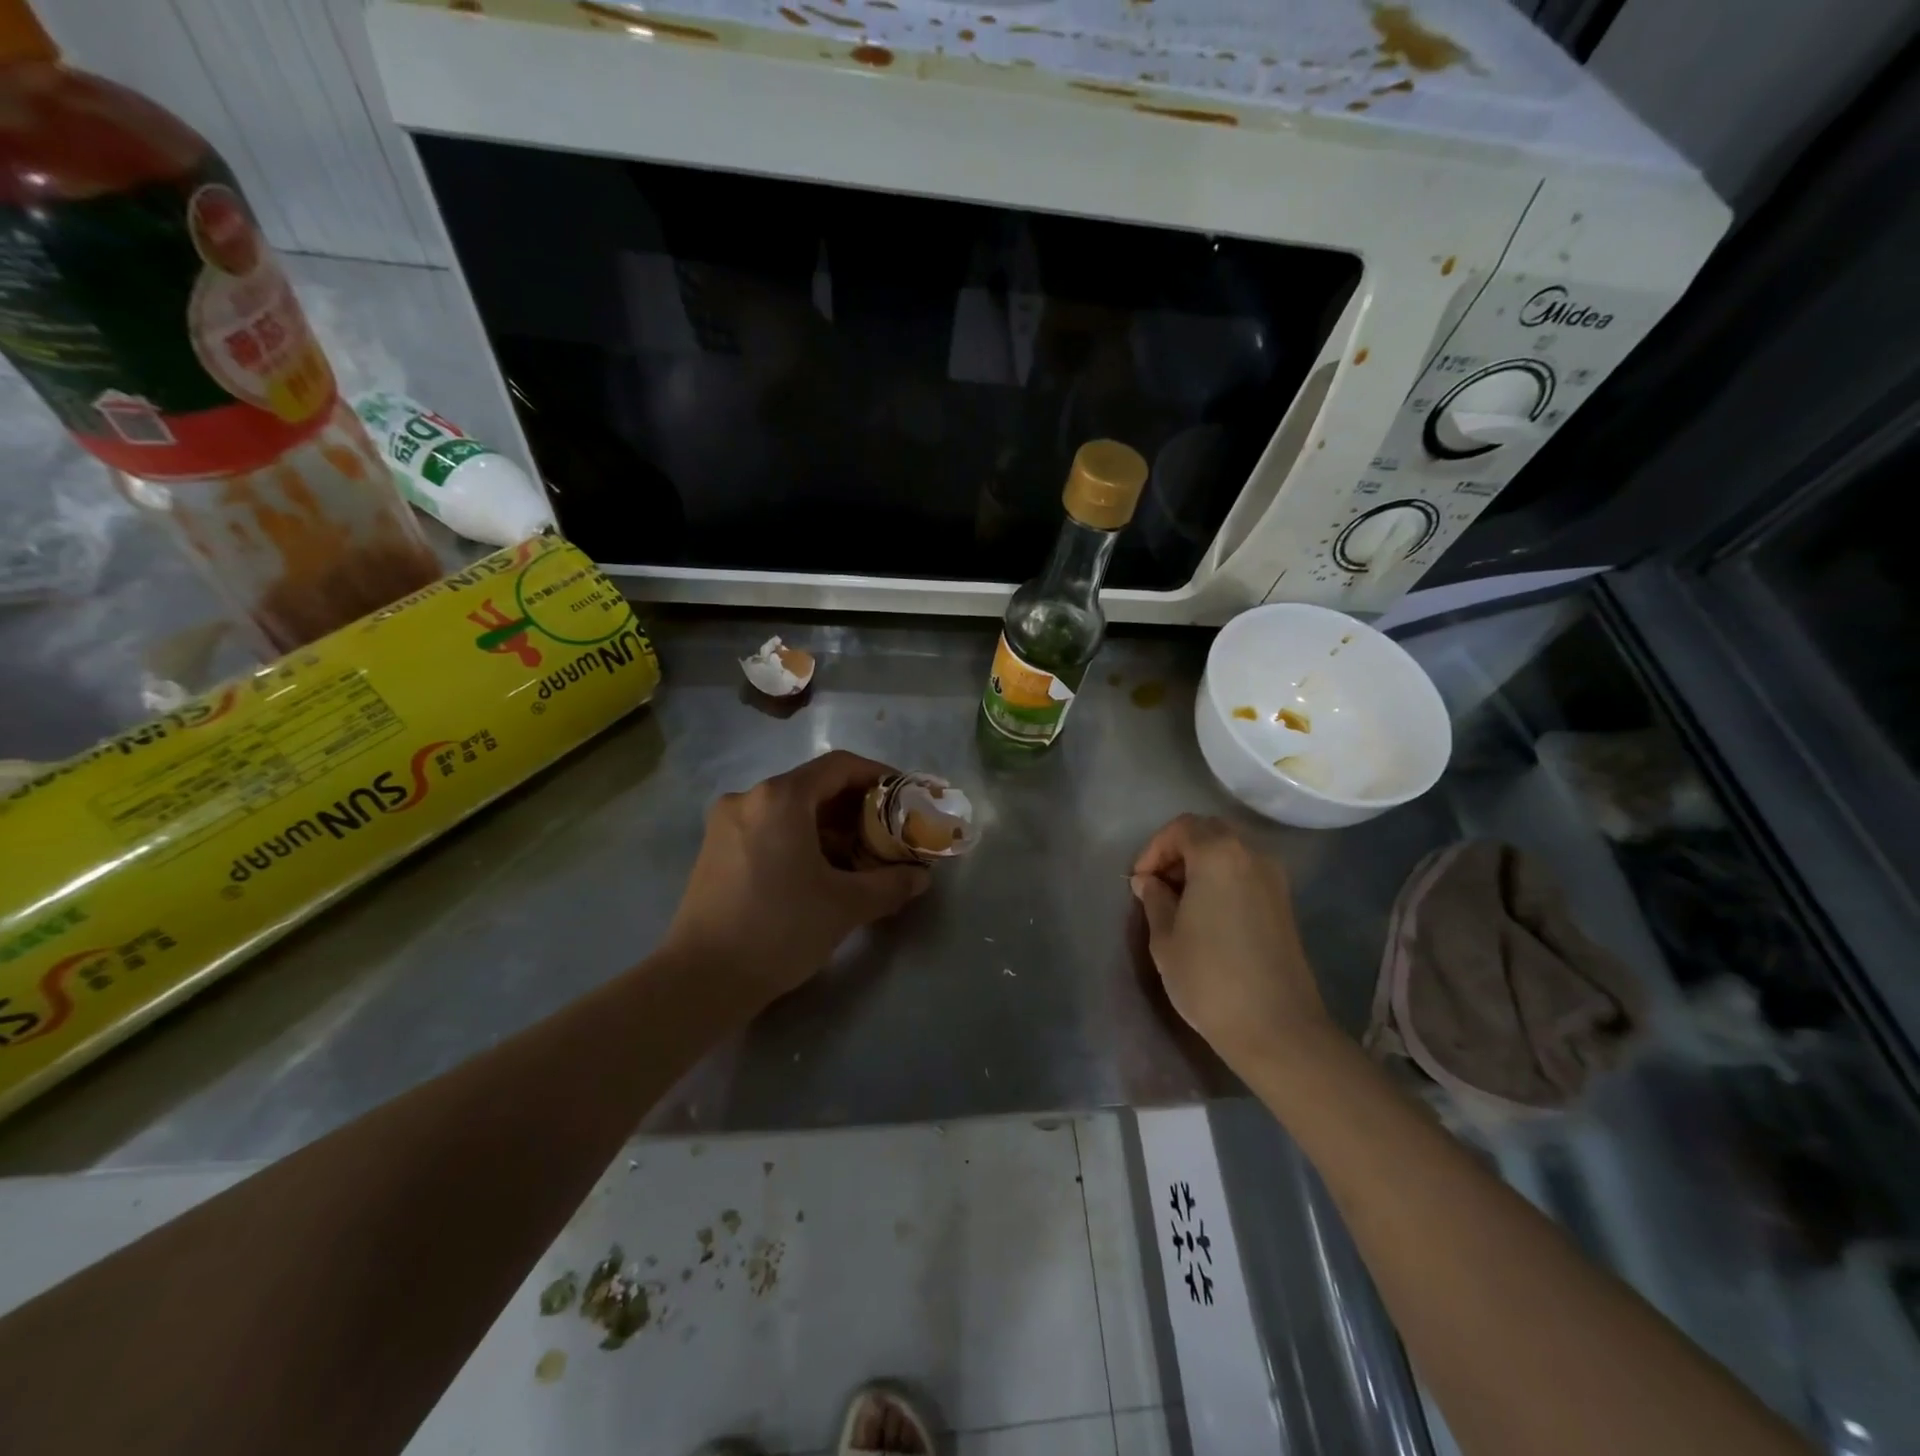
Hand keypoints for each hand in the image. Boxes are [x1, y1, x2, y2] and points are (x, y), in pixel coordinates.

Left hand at [664, 751, 929, 1007]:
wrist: (700, 980)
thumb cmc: (779, 929)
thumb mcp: (845, 906)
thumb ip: (890, 884)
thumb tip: (920, 878)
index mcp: (781, 798)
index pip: (840, 766)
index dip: (877, 776)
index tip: (903, 797)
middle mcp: (749, 798)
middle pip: (814, 786)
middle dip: (856, 807)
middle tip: (887, 833)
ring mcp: (726, 823)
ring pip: (791, 810)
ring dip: (829, 826)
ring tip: (859, 857)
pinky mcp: (715, 849)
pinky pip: (769, 828)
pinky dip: (801, 839)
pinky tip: (819, 871)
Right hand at [1130, 814, 1333, 1070]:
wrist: (1277, 1028)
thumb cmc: (1210, 978)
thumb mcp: (1165, 938)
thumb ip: (1155, 900)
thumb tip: (1150, 882)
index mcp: (1218, 855)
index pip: (1181, 828)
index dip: (1153, 849)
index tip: (1139, 882)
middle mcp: (1251, 855)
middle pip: (1209, 832)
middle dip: (1177, 851)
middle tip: (1156, 886)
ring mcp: (1274, 879)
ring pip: (1230, 852)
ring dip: (1200, 865)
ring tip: (1178, 901)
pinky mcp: (1284, 903)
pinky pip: (1245, 873)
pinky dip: (1222, 879)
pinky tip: (1206, 914)